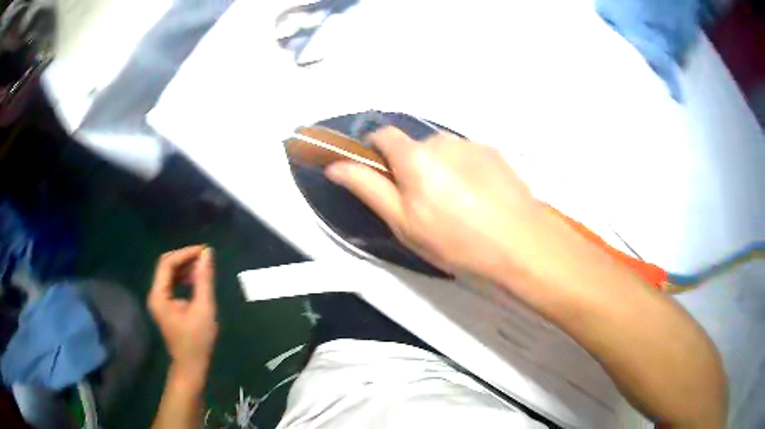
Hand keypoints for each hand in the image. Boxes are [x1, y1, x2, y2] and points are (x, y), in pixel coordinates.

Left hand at [148, 246, 217, 377]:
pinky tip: (196, 280)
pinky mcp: (165, 305)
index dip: (185, 253)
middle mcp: (155, 294)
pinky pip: (172, 284)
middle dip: (185, 258)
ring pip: (169, 274)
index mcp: (159, 295)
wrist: (191, 364)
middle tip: (205, 258)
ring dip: (185, 268)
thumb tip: (207, 254)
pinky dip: (183, 278)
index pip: (167, 263)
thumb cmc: (197, 340)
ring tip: (203, 268)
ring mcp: (159, 300)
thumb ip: (204, 280)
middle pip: (166, 266)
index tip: (205, 251)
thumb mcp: (204, 308)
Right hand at [325, 126, 539, 280]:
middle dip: (411, 167)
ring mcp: (472, 144)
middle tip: (424, 204)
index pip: (383, 135)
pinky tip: (479, 199)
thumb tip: (336, 166)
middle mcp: (443, 140)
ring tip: (456, 205)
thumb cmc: (456, 241)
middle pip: (415, 146)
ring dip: (440, 169)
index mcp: (415, 156)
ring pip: (443, 152)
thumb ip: (367, 187)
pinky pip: (467, 156)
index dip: (375, 151)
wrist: (520, 245)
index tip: (381, 174)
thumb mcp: (403, 223)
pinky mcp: (495, 153)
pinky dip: (464, 171)